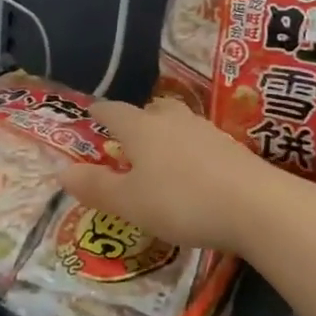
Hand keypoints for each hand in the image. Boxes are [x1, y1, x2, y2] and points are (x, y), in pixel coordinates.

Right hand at [56, 97, 305, 257]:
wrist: (256, 206)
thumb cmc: (181, 201)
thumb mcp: (129, 203)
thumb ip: (95, 187)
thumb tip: (60, 170)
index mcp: (141, 129)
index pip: (114, 111)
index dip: (100, 112)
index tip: (91, 114)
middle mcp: (172, 120)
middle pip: (150, 109)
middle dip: (137, 120)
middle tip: (128, 139)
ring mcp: (206, 131)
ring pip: (178, 122)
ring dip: (166, 134)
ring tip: (161, 155)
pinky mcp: (232, 148)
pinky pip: (201, 141)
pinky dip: (190, 151)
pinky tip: (194, 172)